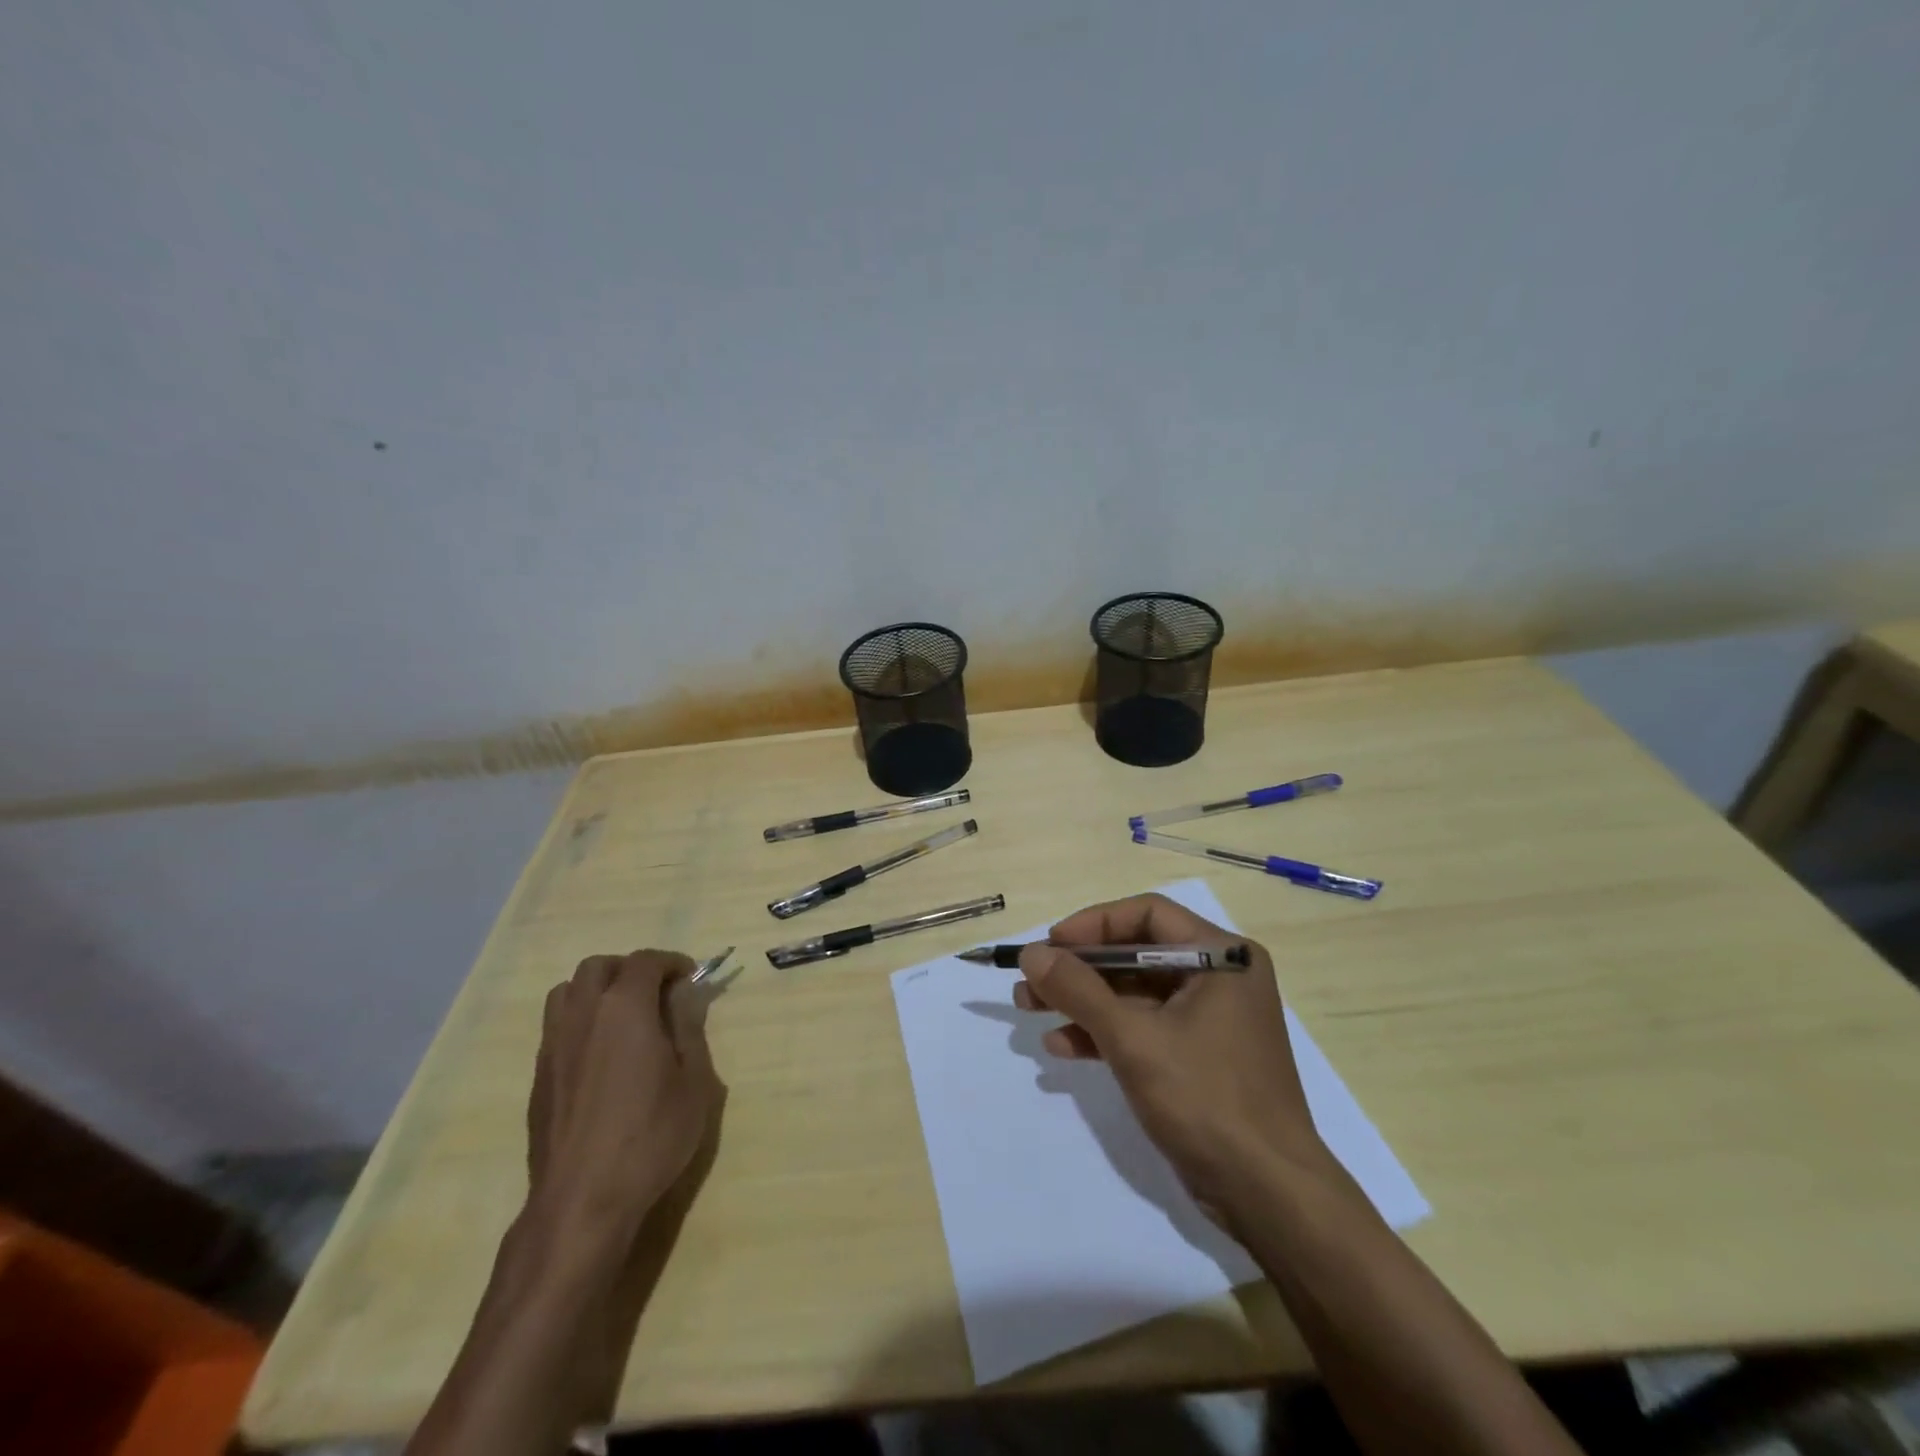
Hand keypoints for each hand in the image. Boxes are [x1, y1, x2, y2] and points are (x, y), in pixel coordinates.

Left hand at [527, 950, 723, 1239]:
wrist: (582, 1200)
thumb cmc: (651, 1136)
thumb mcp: (694, 1081)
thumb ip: (688, 1028)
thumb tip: (683, 996)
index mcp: (625, 1008)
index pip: (646, 961)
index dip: (671, 962)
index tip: (689, 977)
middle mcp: (583, 1014)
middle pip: (598, 967)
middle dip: (629, 969)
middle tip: (655, 993)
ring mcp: (553, 1045)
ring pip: (567, 991)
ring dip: (596, 990)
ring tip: (622, 1016)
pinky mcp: (538, 1076)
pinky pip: (555, 1026)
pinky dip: (579, 1021)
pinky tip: (600, 1055)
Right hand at [1014, 893, 1332, 1224]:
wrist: (1267, 1196)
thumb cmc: (1206, 1099)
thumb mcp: (1134, 1039)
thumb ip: (1078, 990)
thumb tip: (1032, 953)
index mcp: (1221, 956)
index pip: (1148, 914)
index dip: (1093, 924)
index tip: (1050, 945)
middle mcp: (1218, 977)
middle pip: (1136, 954)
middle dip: (1079, 969)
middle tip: (1031, 980)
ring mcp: (1208, 1019)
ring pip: (1134, 993)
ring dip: (1082, 1001)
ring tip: (1030, 1009)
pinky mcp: (1197, 1056)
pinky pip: (1143, 1027)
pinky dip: (1104, 1033)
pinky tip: (1062, 1046)